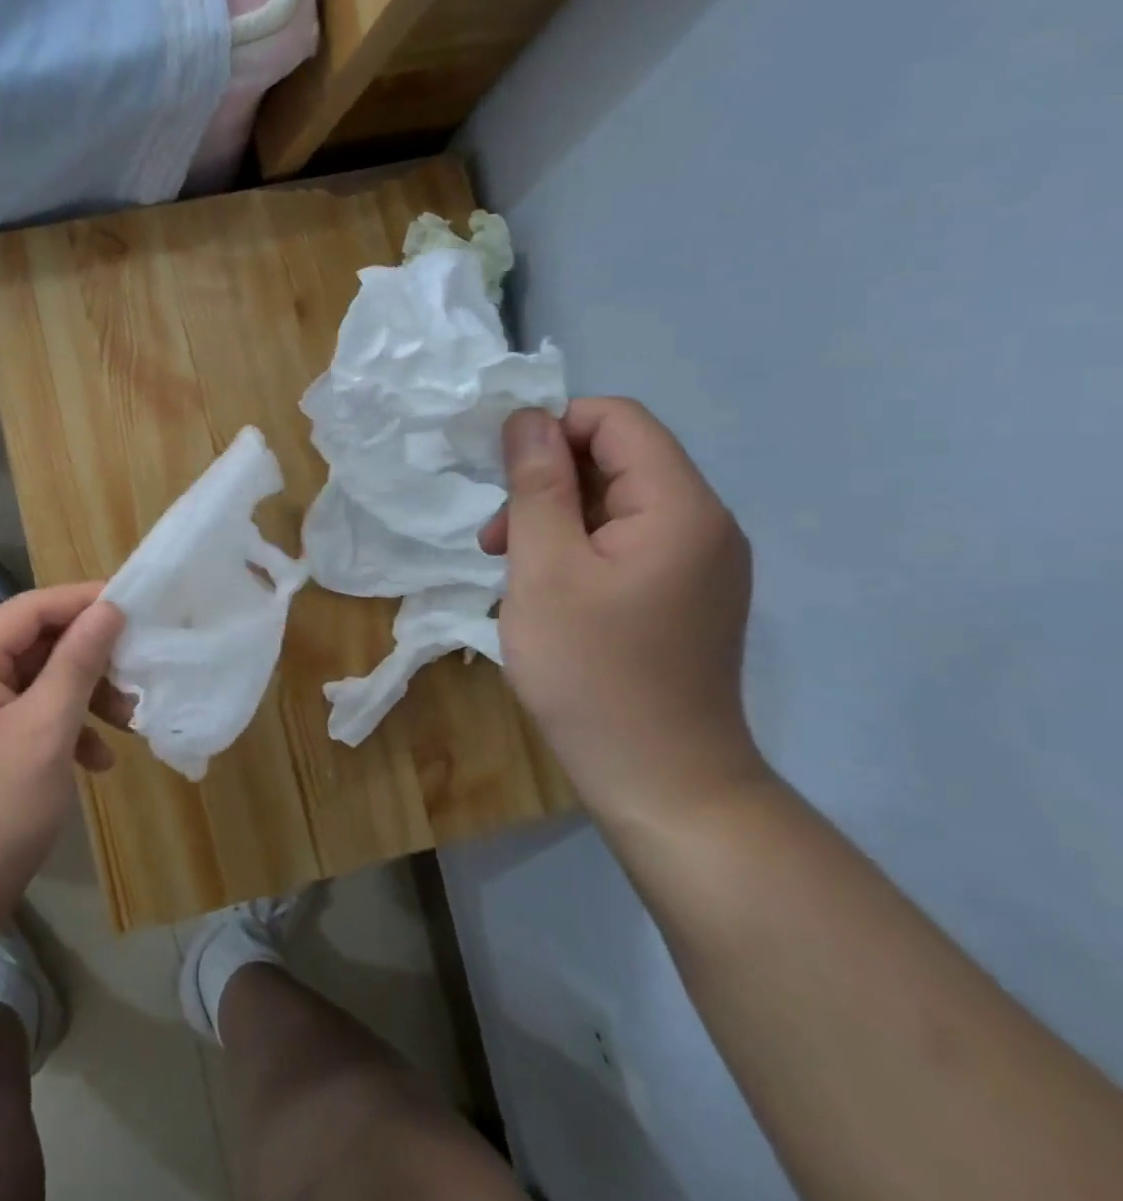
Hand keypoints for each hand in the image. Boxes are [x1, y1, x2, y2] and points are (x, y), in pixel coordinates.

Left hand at [0, 583, 124, 953]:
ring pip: (30, 685)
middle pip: (31, 647)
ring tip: (126, 724)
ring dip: (80, 698)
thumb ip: (78, 663)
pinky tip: (94, 762)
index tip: (133, 606)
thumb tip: (108, 609)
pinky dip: (58, 730)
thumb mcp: (46, 731)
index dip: (82, 602)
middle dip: (87, 661)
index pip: (28, 610)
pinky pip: (20, 720)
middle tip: (135, 677)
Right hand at [481, 398, 766, 829]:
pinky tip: (545, 590)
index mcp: (680, 507)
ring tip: (509, 568)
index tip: (501, 474)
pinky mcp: (685, 596)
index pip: (618, 420)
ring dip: (555, 518)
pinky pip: (626, 543)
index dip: (553, 428)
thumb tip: (528, 418)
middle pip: (618, 460)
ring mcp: (699, 564)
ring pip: (615, 504)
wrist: (662, 782)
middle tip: (495, 538)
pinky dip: (577, 550)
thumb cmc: (592, 670)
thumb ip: (537, 485)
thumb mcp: (545, 569)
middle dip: (547, 481)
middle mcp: (704, 524)